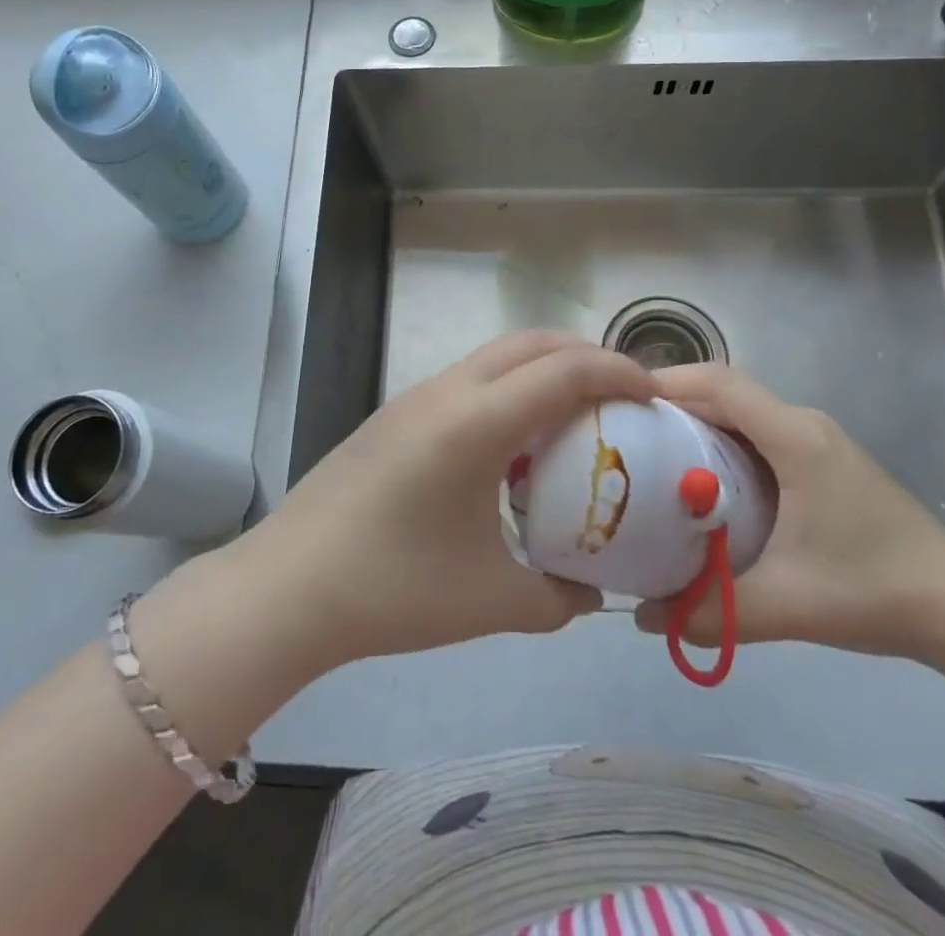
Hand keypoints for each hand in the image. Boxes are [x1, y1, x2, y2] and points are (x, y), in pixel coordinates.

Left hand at [233, 331, 655, 674]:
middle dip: (586, 355)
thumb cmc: (394, 589)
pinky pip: (469, 380)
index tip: (655, 396)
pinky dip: (509, 388)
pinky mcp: (395, 414)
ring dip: (543, 368)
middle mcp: (448, 391)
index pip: (565, 370)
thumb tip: (593, 592)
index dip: (619, 372)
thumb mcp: (492, 602)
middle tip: (623, 395)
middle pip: (531, 343)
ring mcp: (415, 397)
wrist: (289, 586)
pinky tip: (512, 445)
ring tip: (575, 415)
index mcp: (477, 422)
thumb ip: (558, 597)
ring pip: (496, 356)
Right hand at [634, 364, 944, 664]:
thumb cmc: (873, 591)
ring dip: (698, 422)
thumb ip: (710, 613)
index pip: (719, 383)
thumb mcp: (785, 605)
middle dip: (673, 403)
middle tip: (626, 433)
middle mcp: (803, 424)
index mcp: (793, 437)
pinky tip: (705, 482)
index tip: (621, 401)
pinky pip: (759, 433)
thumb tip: (642, 618)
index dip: (667, 381)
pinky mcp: (824, 461)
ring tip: (652, 454)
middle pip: (725, 391)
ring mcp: (817, 441)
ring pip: (742, 412)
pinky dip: (723, 442)